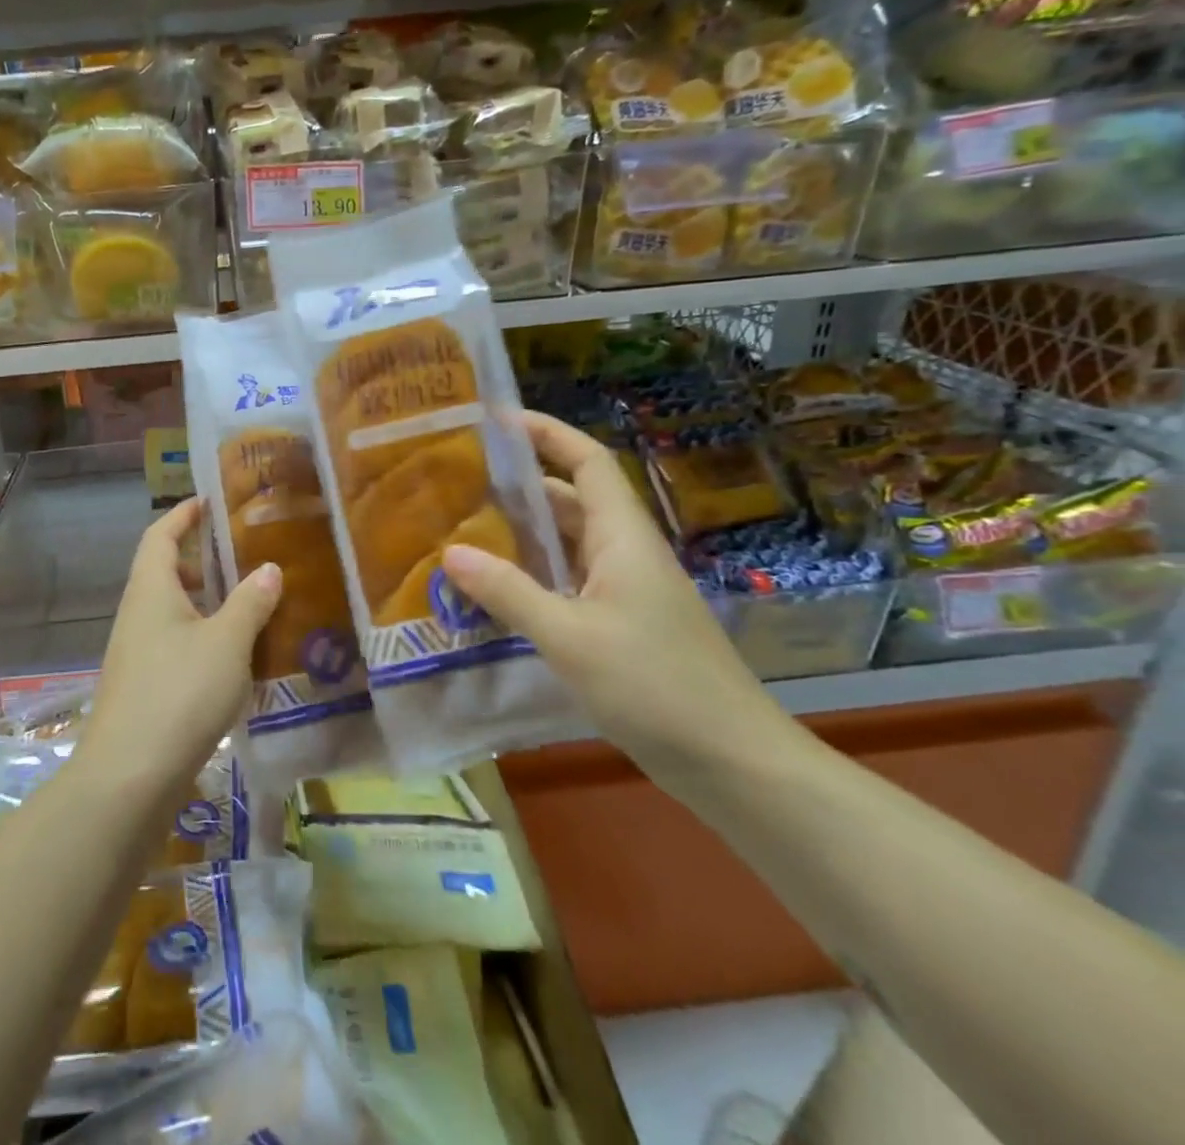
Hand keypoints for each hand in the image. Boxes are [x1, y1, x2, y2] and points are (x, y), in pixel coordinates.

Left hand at [81, 498, 282, 793]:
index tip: (209, 501)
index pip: (160, 534)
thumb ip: (249, 602)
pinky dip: (202, 636)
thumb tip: (268, 568)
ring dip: (205, 602)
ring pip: (172, 611)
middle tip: (242, 556)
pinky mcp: (143, 686)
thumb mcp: (227, 642)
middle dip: (200, 560)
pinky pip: (175, 643)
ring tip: (248, 603)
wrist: (128, 777)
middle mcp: (137, 613)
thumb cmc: (179, 693)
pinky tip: (234, 657)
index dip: (183, 514)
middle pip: (164, 571)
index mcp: (150, 589)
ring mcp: (137, 652)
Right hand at [442, 412, 799, 789]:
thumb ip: (509, 592)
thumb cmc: (655, 686)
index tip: (495, 420)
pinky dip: (530, 577)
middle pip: (569, 499)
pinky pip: (567, 583)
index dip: (547, 432)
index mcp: (623, 538)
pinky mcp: (620, 626)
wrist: (734, 764)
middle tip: (456, 482)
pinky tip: (493, 591)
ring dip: (519, 534)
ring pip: (566, 545)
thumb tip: (450, 552)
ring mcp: (624, 591)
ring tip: (459, 529)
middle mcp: (624, 553)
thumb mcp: (570, 637)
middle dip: (516, 484)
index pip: (587, 461)